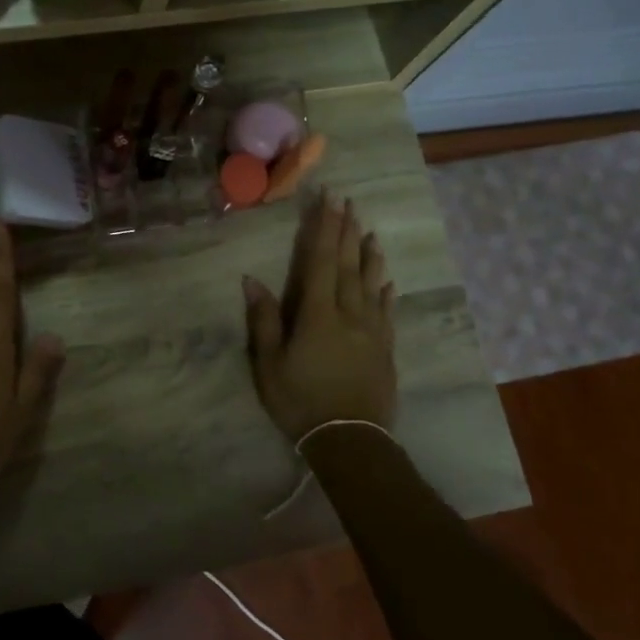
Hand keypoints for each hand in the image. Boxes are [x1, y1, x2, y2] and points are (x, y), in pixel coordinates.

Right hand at [243, 190, 396, 443]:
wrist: (350, 440)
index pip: (320, 261)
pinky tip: (387, 280)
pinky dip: (385, 291)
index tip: (328, 200)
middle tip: (349, 202)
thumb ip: (263, 320)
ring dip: (369, 255)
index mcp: (317, 314)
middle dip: (346, 231)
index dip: (323, 228)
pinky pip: (386, 311)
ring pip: (371, 283)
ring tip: (370, 231)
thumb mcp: (269, 364)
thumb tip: (252, 279)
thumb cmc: (300, 401)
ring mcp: (372, 331)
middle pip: (348, 265)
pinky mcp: (385, 349)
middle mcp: (349, 314)